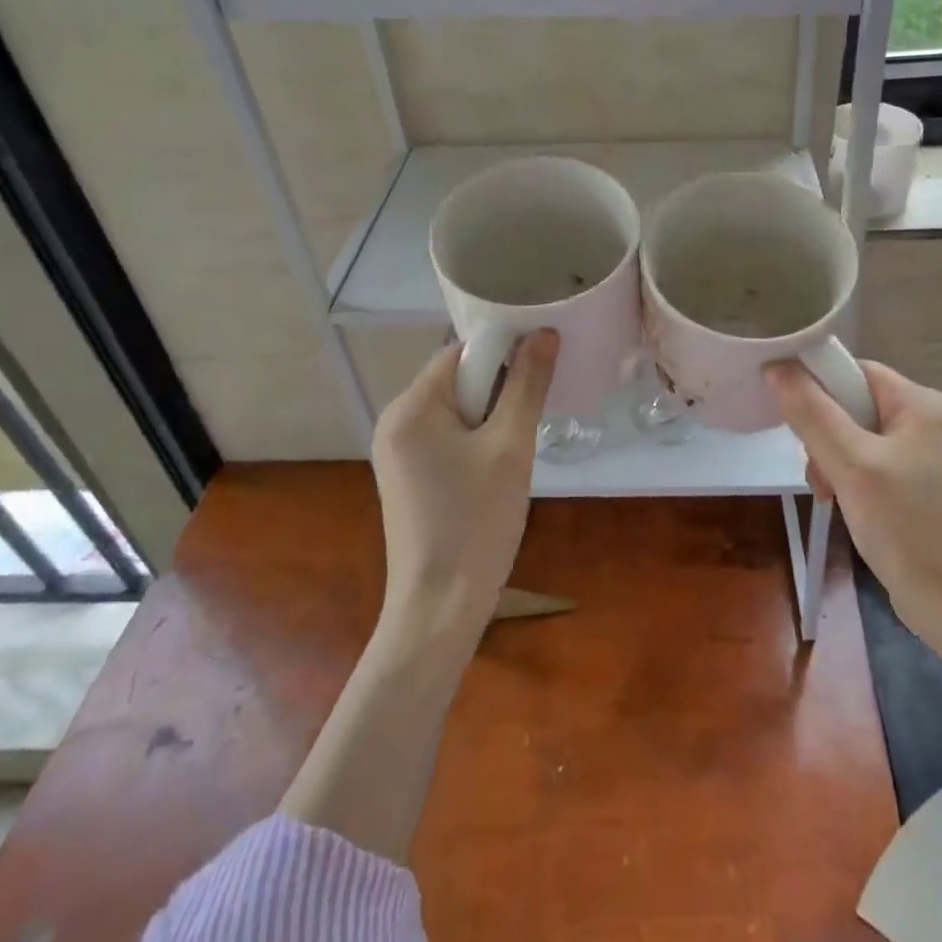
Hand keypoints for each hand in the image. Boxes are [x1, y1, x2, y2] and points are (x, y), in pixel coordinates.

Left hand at [370, 331, 558, 640]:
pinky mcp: (409, 477)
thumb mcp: (510, 447)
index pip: (461, 353)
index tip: (541, 369)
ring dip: (492, 417)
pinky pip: (448, 438)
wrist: (440, 609)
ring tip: (516, 449)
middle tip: (530, 419)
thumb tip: (546, 331)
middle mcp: (395, 422)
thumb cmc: (476, 522)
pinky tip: (497, 469)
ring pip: (457, 411)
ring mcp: (398, 452)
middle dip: (499, 390)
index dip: (504, 352)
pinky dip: (477, 441)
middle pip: (457, 380)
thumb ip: (527, 384)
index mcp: (410, 407)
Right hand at [764, 358, 941, 648]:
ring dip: (831, 459)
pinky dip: (847, 476)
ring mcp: (923, 453)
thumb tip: (775, 366)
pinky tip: (840, 502)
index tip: (792, 418)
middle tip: (817, 470)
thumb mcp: (852, 466)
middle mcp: (927, 420)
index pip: (855, 370)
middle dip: (824, 433)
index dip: (818, 386)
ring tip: (827, 493)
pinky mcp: (916, 482)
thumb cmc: (908, 527)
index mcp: (922, 404)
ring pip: (854, 434)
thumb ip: (811, 413)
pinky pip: (867, 461)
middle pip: (852, 403)